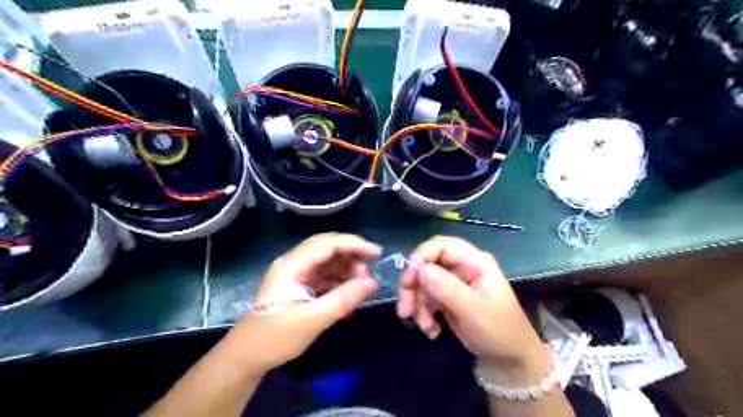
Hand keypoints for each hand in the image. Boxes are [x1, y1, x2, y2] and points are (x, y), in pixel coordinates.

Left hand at [226, 233, 378, 375]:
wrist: (246, 358)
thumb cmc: (276, 337)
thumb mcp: (314, 319)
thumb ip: (344, 298)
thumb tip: (372, 283)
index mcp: (292, 265)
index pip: (328, 243)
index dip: (354, 244)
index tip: (377, 253)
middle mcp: (294, 263)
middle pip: (327, 249)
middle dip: (351, 256)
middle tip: (369, 273)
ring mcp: (295, 274)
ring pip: (327, 262)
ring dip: (346, 270)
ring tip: (362, 285)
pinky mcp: (298, 286)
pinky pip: (323, 276)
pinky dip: (338, 282)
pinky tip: (349, 294)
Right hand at [397, 236, 544, 369]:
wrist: (508, 358)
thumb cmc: (499, 331)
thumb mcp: (474, 310)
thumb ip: (448, 289)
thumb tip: (421, 270)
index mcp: (474, 261)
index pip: (441, 245)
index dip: (421, 257)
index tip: (408, 280)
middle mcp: (461, 267)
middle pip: (427, 263)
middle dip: (413, 285)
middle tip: (405, 309)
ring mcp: (453, 282)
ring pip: (422, 282)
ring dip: (417, 304)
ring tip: (425, 327)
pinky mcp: (446, 297)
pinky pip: (425, 297)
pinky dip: (422, 312)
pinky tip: (431, 330)